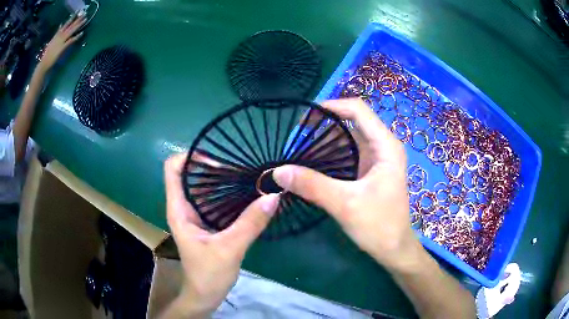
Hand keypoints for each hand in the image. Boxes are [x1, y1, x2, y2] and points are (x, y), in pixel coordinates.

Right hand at [38, 15, 85, 72]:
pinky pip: (70, 41)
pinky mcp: (62, 48)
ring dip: (78, 25)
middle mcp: (59, 36)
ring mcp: (61, 42)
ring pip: (71, 31)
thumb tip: (61, 25)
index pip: (65, 24)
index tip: (77, 12)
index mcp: (57, 35)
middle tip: (84, 14)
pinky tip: (81, 33)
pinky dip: (76, 37)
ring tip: (85, 19)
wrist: (43, 64)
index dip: (71, 18)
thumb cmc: (47, 55)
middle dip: (77, 19)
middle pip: (70, 26)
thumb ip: (57, 33)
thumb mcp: (52, 41)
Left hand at [164, 153, 279, 316]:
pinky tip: (245, 193)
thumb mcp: (230, 249)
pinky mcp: (205, 222)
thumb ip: (250, 223)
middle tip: (239, 166)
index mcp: (179, 209)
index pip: (172, 169)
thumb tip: (273, 195)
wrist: (205, 295)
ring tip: (245, 174)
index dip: (190, 156)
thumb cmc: (209, 274)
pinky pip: (213, 199)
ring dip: (221, 178)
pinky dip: (226, 192)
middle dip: (212, 165)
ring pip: (203, 186)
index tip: (217, 159)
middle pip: (189, 173)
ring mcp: (194, 214)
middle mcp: (183, 207)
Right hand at [274, 98, 420, 270]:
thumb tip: (278, 171)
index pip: (357, 109)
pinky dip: (329, 157)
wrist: (394, 249)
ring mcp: (375, 159)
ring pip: (347, 139)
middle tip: (296, 137)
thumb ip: (312, 185)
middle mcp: (382, 146)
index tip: (303, 119)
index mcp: (385, 145)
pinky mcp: (368, 172)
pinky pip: (346, 155)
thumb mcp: (345, 204)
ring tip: (298, 151)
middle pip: (350, 121)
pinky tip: (312, 166)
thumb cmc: (379, 226)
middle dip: (323, 125)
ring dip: (324, 143)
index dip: (330, 106)